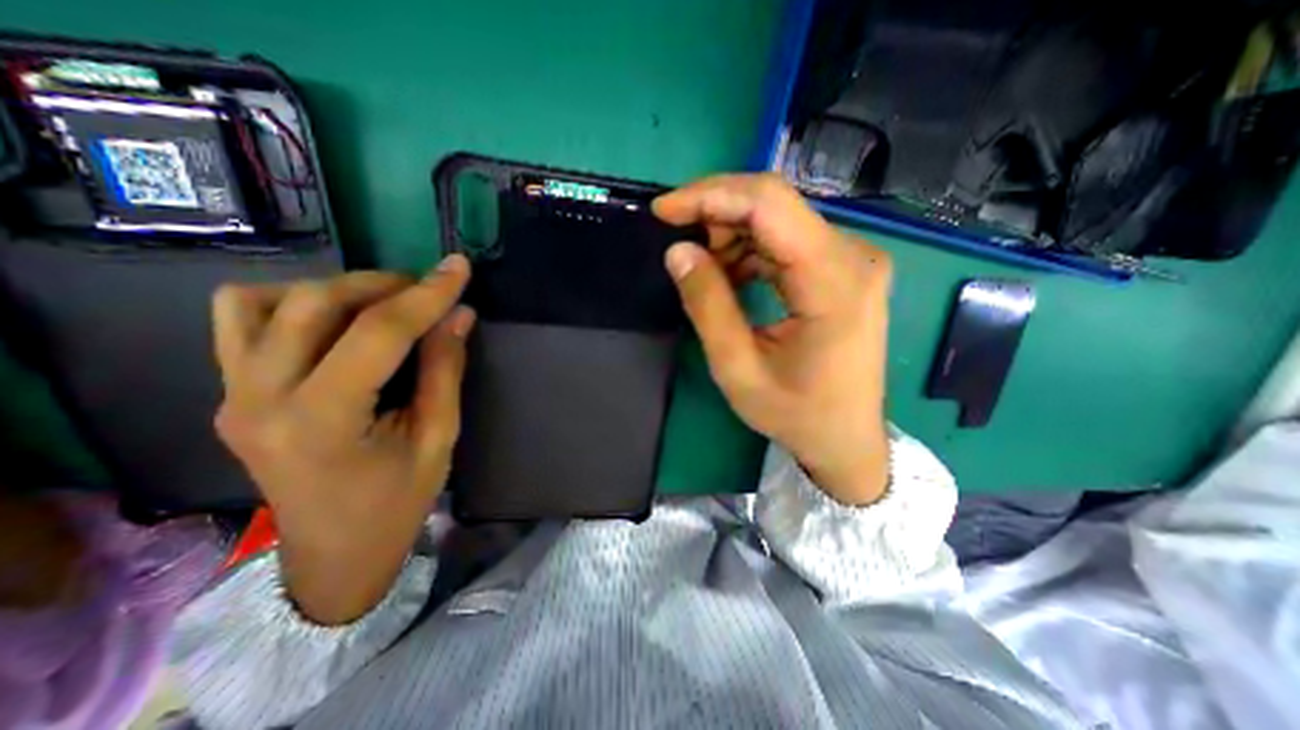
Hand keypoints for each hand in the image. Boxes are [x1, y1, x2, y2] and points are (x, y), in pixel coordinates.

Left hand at [215, 257, 474, 620]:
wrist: (334, 554)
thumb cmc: (397, 502)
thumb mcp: (438, 438)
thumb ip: (445, 370)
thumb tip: (459, 315)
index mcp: (323, 420)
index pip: (379, 332)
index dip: (426, 294)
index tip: (459, 268)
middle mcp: (260, 398)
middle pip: (315, 303)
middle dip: (383, 285)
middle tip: (427, 293)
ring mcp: (234, 393)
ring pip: (265, 300)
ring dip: (334, 290)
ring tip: (381, 305)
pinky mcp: (231, 392)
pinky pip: (242, 319)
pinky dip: (292, 303)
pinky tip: (334, 322)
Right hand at [655, 175, 887, 503]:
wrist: (846, 438)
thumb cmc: (796, 414)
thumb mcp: (738, 368)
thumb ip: (707, 306)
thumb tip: (678, 251)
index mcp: (833, 281)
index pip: (769, 205)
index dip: (709, 196)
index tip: (663, 211)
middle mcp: (854, 256)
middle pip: (775, 204)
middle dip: (717, 214)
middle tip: (681, 246)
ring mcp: (854, 259)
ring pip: (780, 220)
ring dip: (733, 235)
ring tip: (706, 273)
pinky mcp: (845, 268)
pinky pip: (789, 240)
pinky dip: (752, 251)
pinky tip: (733, 277)